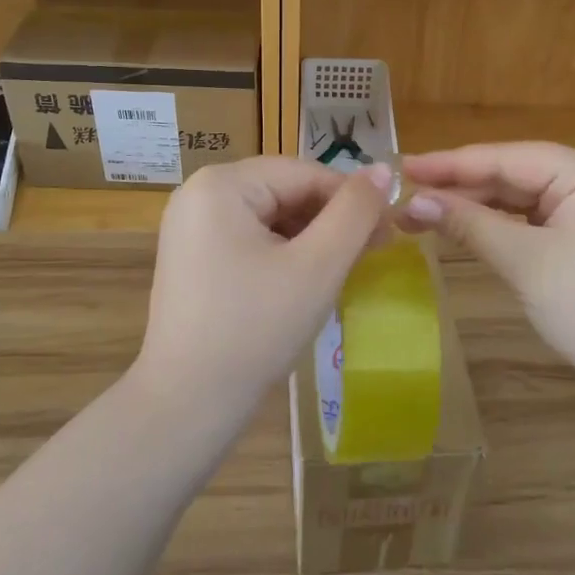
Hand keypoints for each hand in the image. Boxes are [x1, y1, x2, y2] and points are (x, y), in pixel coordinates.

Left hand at [133, 157, 392, 430]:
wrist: (186, 405)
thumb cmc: (255, 329)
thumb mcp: (317, 267)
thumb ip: (354, 212)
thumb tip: (383, 169)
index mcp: (221, 184)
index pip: (304, 173)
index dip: (351, 199)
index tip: (389, 230)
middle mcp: (199, 192)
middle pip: (284, 191)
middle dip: (331, 220)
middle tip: (373, 252)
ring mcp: (190, 225)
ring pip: (270, 215)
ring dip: (311, 237)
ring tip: (345, 269)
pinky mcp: (192, 255)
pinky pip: (249, 237)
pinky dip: (283, 252)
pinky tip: (307, 281)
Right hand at [400, 144, 574, 397]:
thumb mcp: (525, 263)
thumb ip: (469, 224)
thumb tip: (412, 201)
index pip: (506, 158)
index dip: (450, 164)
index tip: (403, 167)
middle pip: (512, 173)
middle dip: (460, 188)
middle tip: (405, 197)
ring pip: (520, 196)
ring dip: (475, 206)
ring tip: (422, 212)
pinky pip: (534, 217)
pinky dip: (499, 224)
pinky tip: (464, 226)